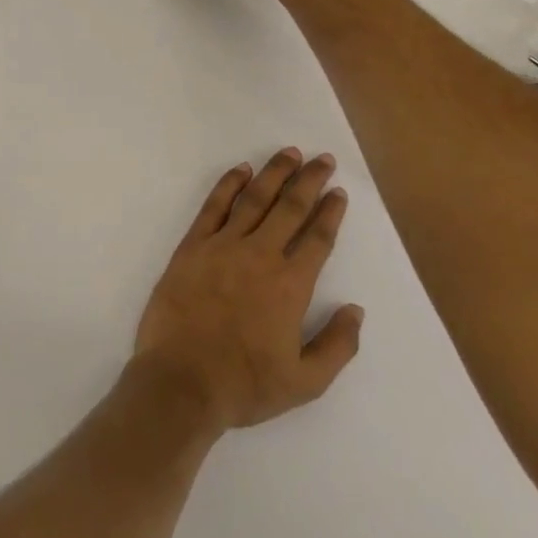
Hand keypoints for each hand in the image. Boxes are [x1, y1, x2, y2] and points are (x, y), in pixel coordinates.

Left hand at [135, 149, 363, 432]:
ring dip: (274, 173)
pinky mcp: (192, 246)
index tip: (338, 192)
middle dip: (309, 180)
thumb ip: (337, 345)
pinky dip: (228, 184)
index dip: (330, 212)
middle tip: (323, 158)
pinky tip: (241, 170)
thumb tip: (355, 310)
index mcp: (291, 285)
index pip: (318, 238)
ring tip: (289, 153)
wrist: (181, 381)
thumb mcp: (305, 383)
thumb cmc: (244, 385)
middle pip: (290, 207)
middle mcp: (260, 255)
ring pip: (254, 198)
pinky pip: (213, 206)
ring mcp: (223, 246)